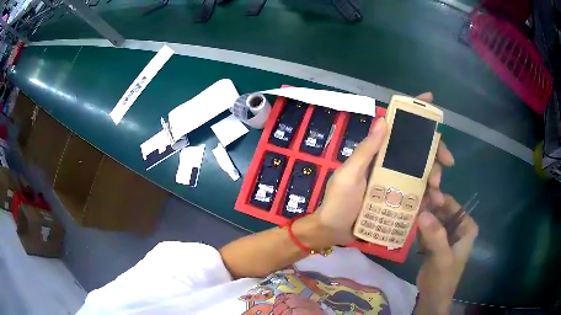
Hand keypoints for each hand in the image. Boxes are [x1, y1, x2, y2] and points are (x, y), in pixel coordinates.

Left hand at [312, 92, 453, 244]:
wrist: (334, 231)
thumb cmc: (339, 202)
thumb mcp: (350, 175)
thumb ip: (366, 151)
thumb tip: (383, 120)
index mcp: (378, 153)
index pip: (397, 127)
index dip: (413, 112)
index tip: (430, 100)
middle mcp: (390, 164)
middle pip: (418, 149)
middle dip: (436, 152)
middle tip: (447, 163)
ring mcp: (396, 183)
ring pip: (423, 171)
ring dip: (435, 177)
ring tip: (437, 193)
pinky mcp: (399, 200)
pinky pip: (418, 194)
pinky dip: (429, 196)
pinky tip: (434, 203)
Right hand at [415, 195, 477, 314]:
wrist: (432, 297)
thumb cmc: (443, 278)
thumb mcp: (442, 257)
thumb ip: (436, 236)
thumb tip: (423, 213)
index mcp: (466, 227)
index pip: (453, 205)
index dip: (438, 198)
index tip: (422, 194)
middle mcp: (457, 227)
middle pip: (441, 210)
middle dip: (427, 206)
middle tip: (410, 201)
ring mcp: (445, 235)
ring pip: (433, 218)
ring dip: (421, 215)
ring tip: (406, 209)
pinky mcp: (434, 242)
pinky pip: (426, 229)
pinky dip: (418, 226)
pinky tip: (407, 222)